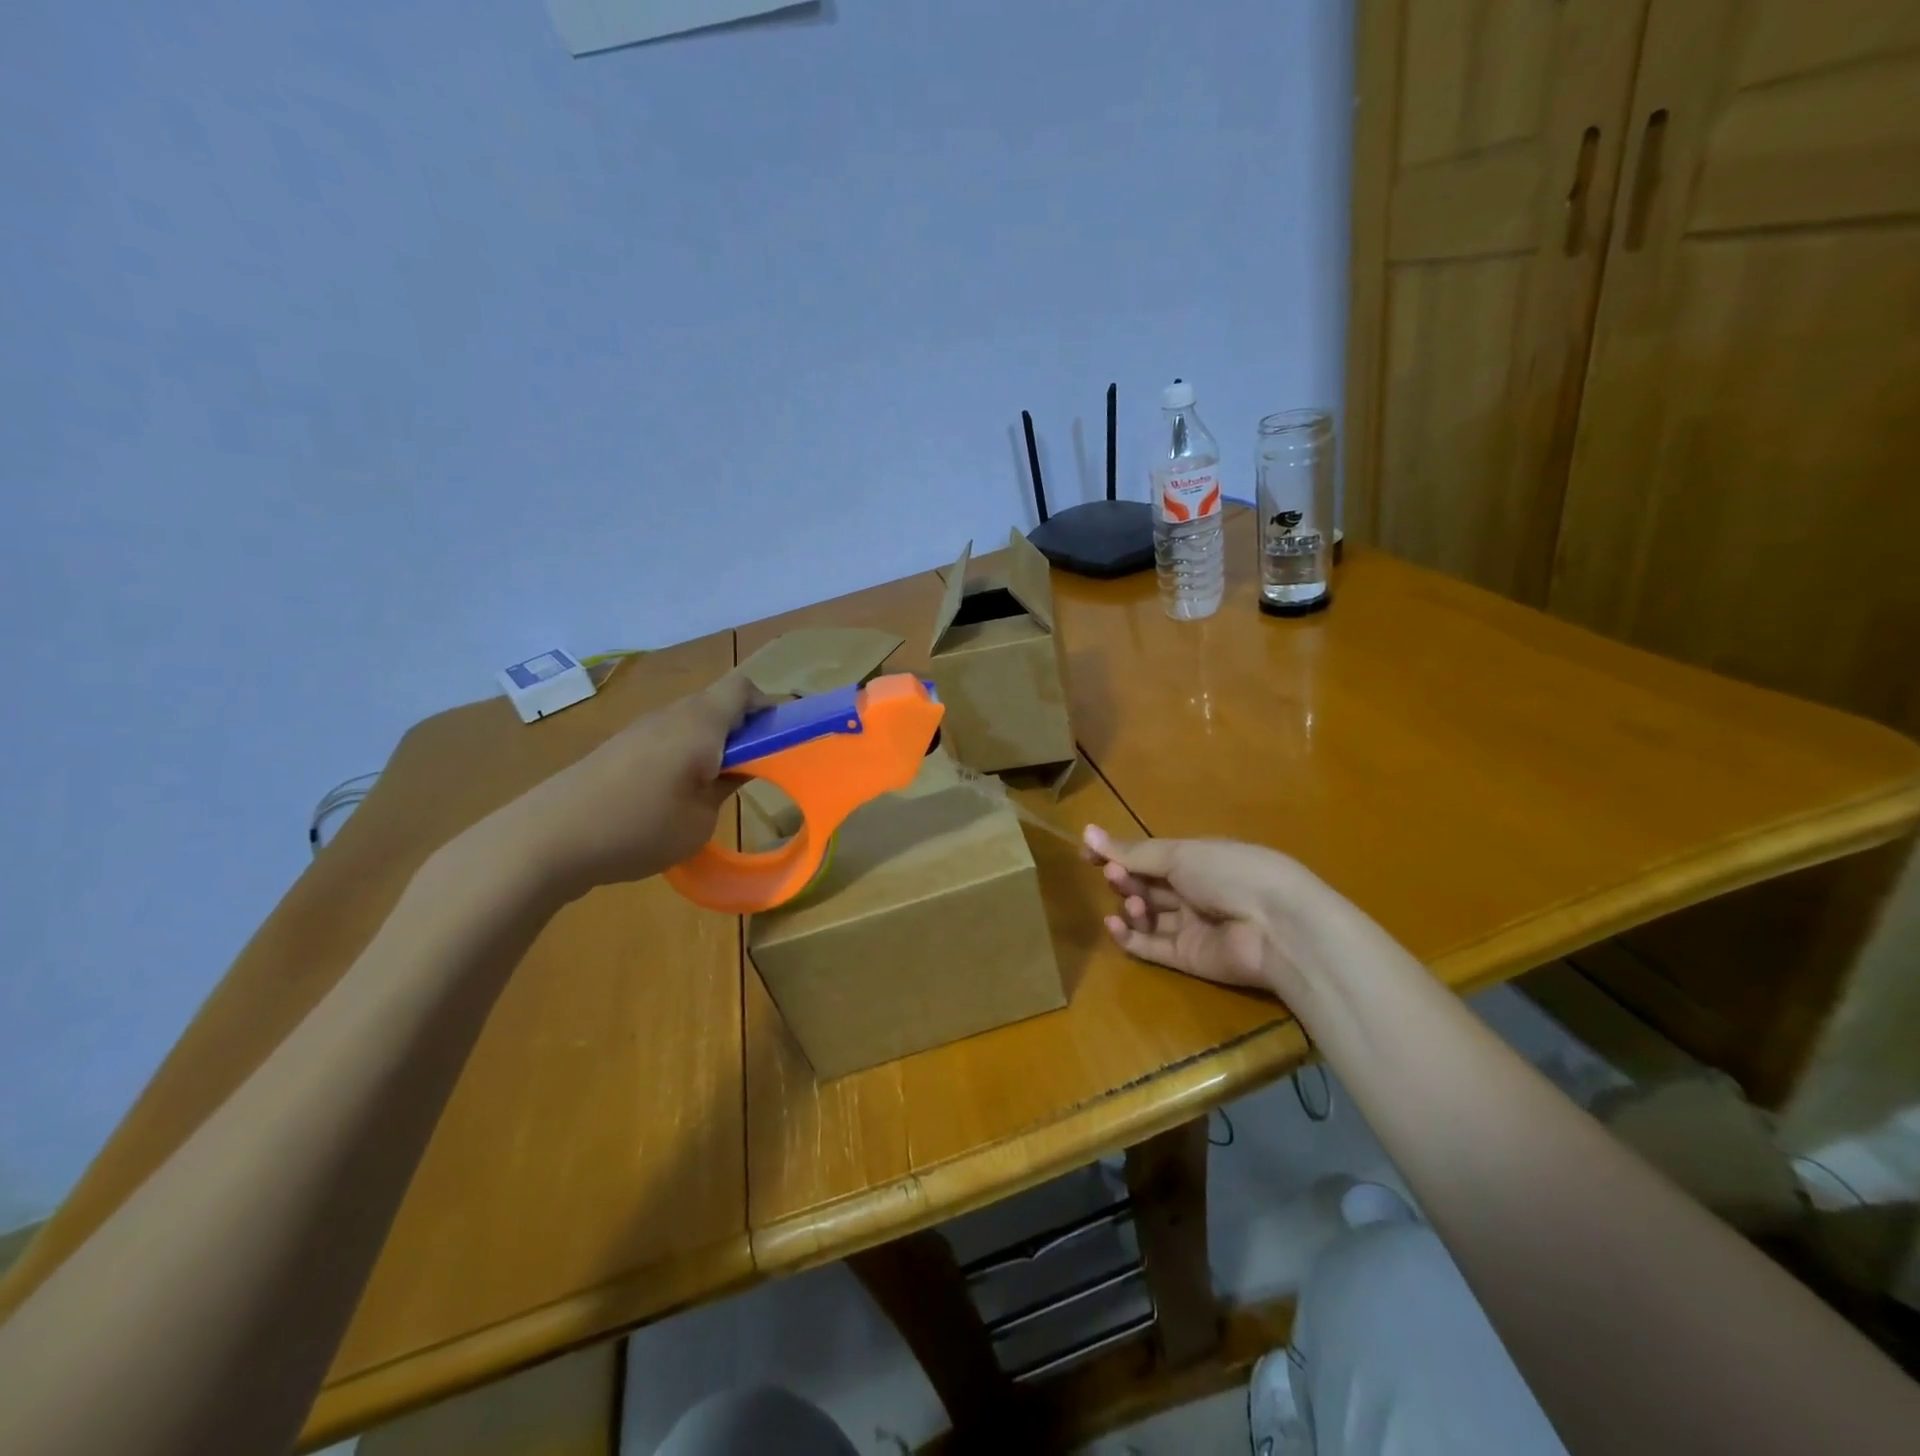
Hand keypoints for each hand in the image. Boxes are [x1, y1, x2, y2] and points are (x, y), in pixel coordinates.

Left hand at [489, 671, 770, 899]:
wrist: (546, 839)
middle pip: (718, 703)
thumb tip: (734, 770)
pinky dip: (684, 755)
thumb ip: (726, 787)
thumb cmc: (638, 827)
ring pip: (691, 722)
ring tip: (718, 785)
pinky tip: (676, 794)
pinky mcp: (617, 749)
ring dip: (712, 743)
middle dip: (744, 729)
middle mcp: (670, 715)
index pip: (744, 688)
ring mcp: (639, 730)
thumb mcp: (700, 820)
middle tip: (757, 768)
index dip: (769, 706)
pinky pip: (666, 739)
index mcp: (700, 723)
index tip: (783, 738)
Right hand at [1082, 827, 1304, 990]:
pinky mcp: (1187, 958)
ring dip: (1131, 905)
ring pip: (1147, 915)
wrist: (1276, 926)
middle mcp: (1193, 891)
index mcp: (1197, 859)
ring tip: (1134, 903)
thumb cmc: (1230, 873)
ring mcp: (1190, 926)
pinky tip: (1115, 924)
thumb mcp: (1179, 854)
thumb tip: (1086, 832)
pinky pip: (1150, 946)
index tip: (1087, 853)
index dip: (1118, 853)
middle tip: (1114, 875)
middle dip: (1125, 877)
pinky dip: (1129, 936)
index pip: (1149, 855)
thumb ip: (1132, 851)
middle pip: (1147, 884)